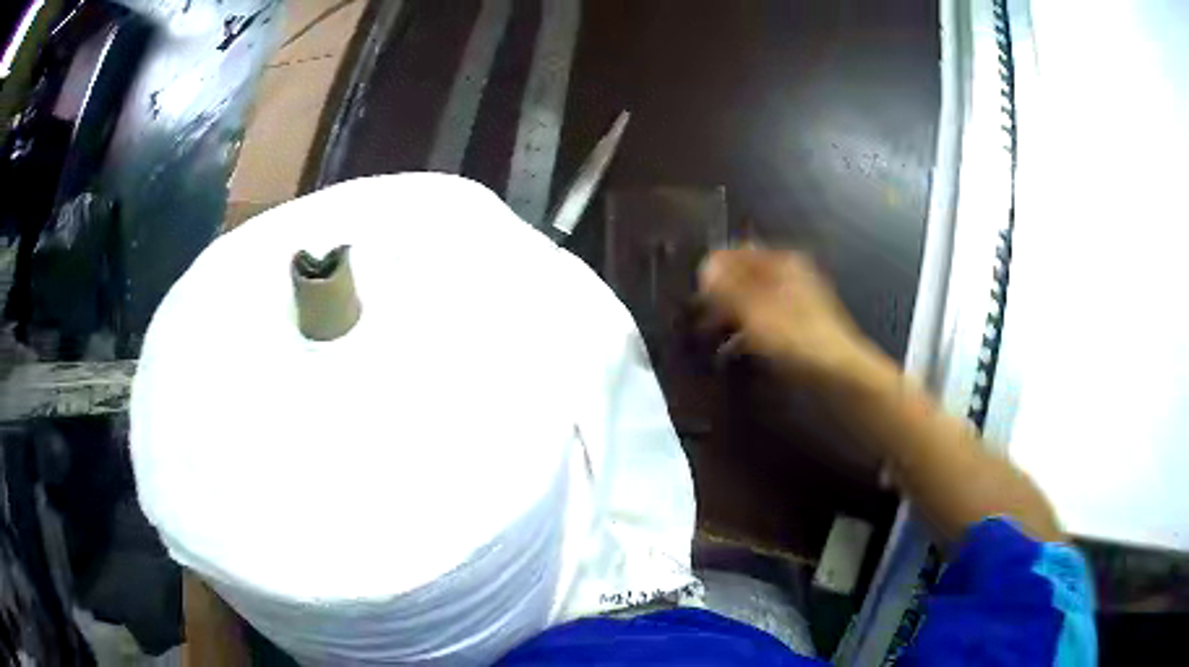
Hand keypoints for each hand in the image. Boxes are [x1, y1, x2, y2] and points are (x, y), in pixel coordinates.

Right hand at [698, 248, 879, 386]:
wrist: (838, 371)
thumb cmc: (795, 337)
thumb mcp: (754, 310)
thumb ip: (727, 286)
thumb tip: (705, 265)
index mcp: (781, 262)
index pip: (738, 253)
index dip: (714, 269)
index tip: (695, 292)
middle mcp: (789, 275)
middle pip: (744, 277)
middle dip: (719, 295)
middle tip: (698, 317)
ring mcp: (795, 300)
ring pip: (752, 300)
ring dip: (730, 315)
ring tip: (709, 336)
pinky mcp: (797, 325)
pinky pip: (763, 319)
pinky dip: (746, 330)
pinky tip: (732, 349)